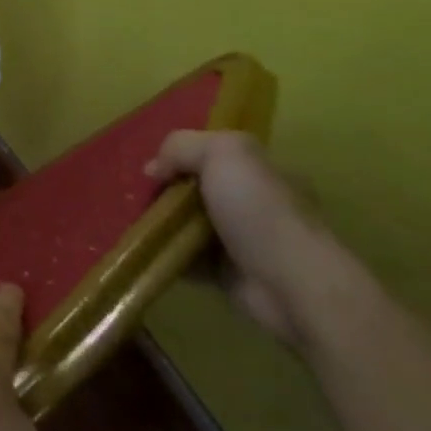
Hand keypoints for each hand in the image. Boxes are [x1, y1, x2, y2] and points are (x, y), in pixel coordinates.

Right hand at [146, 130, 325, 345]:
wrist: (292, 285)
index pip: (214, 155)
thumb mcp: (224, 153)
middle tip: (143, 198)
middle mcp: (254, 204)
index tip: (156, 170)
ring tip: (139, 223)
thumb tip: (155, 169)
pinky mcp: (228, 275)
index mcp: (262, 172)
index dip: (181, 156)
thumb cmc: (260, 211)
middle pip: (197, 189)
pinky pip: (188, 258)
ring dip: (163, 223)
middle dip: (167, 192)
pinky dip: (168, 254)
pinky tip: (150, 248)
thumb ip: (183, 146)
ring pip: (189, 224)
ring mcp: (242, 241)